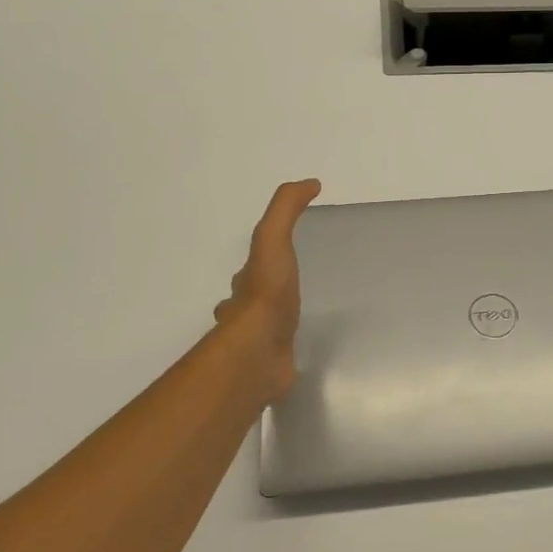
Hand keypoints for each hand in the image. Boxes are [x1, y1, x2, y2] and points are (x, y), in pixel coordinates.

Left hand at [213, 179, 320, 405]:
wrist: (259, 352)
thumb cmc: (266, 294)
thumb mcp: (273, 239)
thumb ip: (286, 210)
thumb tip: (309, 182)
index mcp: (244, 286)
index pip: (250, 270)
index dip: (262, 260)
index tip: (279, 255)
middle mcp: (243, 315)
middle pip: (250, 301)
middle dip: (263, 295)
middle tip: (288, 292)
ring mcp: (256, 345)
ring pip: (262, 331)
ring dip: (274, 326)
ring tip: (298, 323)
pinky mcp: (271, 369)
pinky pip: (279, 358)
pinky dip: (286, 353)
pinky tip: (301, 353)